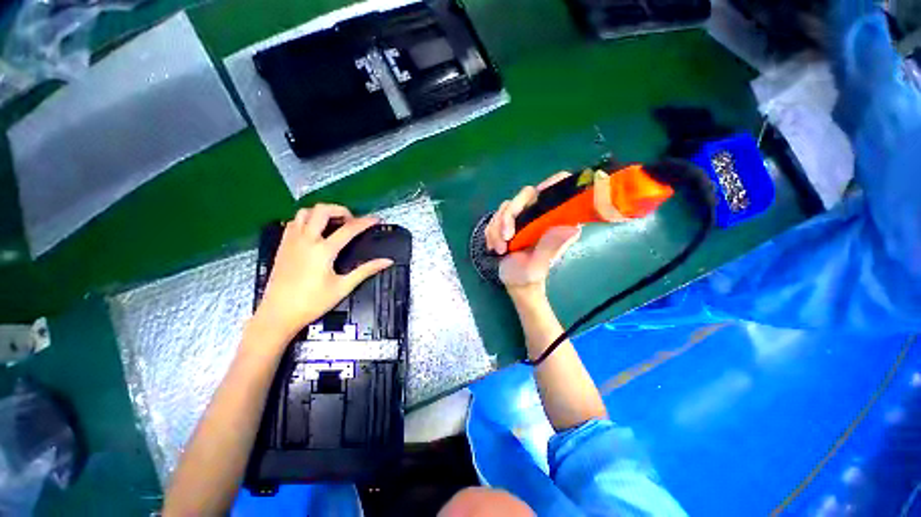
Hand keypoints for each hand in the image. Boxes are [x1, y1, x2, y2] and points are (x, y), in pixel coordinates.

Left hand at [254, 204, 392, 340]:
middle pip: (322, 210)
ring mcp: (291, 241)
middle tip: (351, 221)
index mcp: (323, 251)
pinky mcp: (283, 245)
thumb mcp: (343, 287)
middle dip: (340, 209)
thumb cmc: (312, 303)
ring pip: (305, 212)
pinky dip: (307, 219)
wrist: (277, 314)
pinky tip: (315, 231)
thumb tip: (387, 261)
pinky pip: (294, 222)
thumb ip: (366, 271)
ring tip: (333, 223)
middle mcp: (306, 240)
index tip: (375, 219)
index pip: (349, 229)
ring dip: (322, 212)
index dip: (365, 222)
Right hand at [484, 173, 581, 292]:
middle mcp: (539, 214)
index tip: (537, 194)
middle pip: (524, 196)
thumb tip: (574, 228)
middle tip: (505, 238)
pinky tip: (494, 247)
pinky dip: (491, 232)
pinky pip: (494, 218)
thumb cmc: (531, 274)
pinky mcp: (508, 222)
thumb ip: (552, 245)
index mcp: (554, 220)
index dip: (551, 184)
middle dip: (508, 216)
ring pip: (505, 207)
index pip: (558, 189)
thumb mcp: (541, 263)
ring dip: (496, 228)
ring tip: (498, 249)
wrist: (516, 282)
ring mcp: (523, 217)